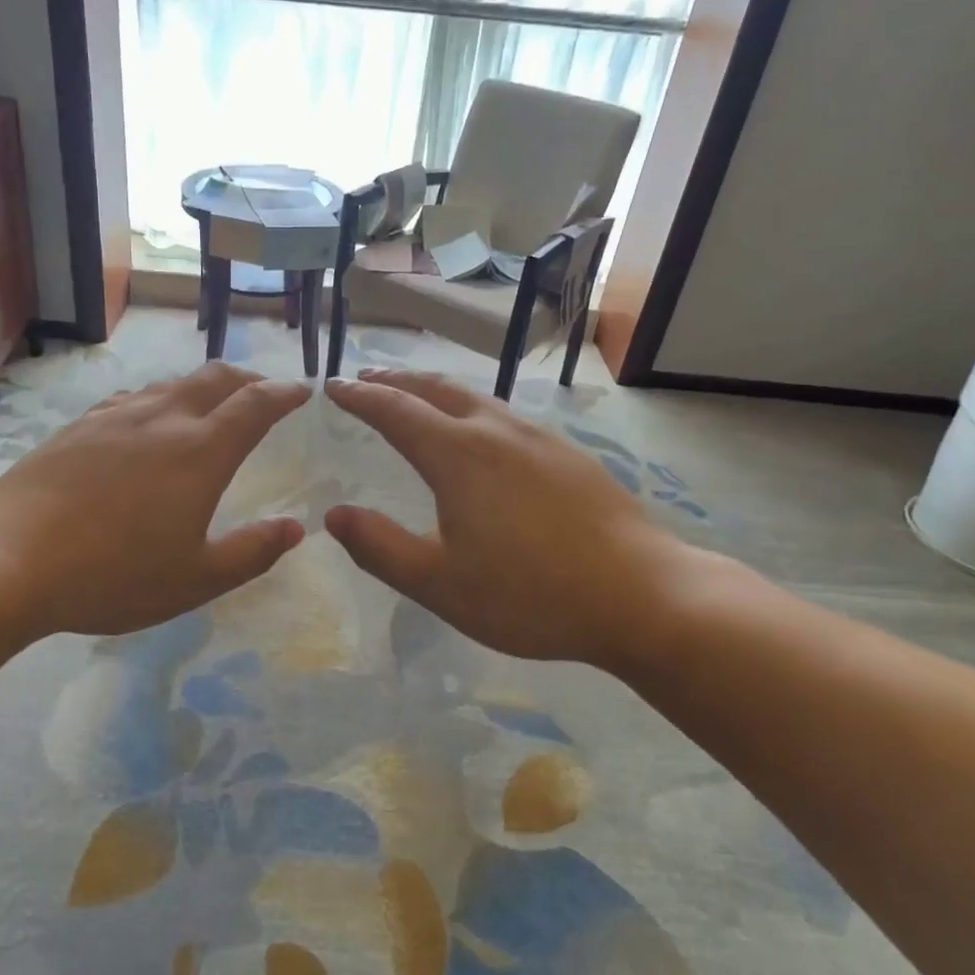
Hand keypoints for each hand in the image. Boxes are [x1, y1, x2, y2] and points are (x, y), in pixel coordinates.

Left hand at [0, 363, 311, 638]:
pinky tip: (148, 421)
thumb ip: (252, 551)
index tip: (302, 391)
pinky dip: (159, 399)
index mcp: (201, 451)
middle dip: (249, 379)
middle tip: (263, 393)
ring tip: (211, 407)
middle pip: (216, 378)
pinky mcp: (79, 426)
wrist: (9, 560)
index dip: (284, 393)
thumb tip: (295, 528)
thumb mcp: (195, 579)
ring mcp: (116, 417)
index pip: (256, 404)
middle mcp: (163, 419)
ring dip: (203, 387)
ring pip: (172, 384)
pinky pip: (133, 398)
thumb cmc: (113, 575)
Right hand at [324, 370, 705, 667]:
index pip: (395, 410)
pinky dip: (471, 408)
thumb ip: (380, 548)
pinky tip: (480, 433)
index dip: (359, 397)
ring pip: (474, 397)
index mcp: (458, 455)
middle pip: (435, 389)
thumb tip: (334, 516)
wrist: (642, 594)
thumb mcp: (440, 584)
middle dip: (395, 380)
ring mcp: (538, 438)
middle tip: (367, 380)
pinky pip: (504, 415)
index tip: (333, 387)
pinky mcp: (567, 454)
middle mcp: (495, 430)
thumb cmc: (531, 594)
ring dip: (434, 391)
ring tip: (415, 397)